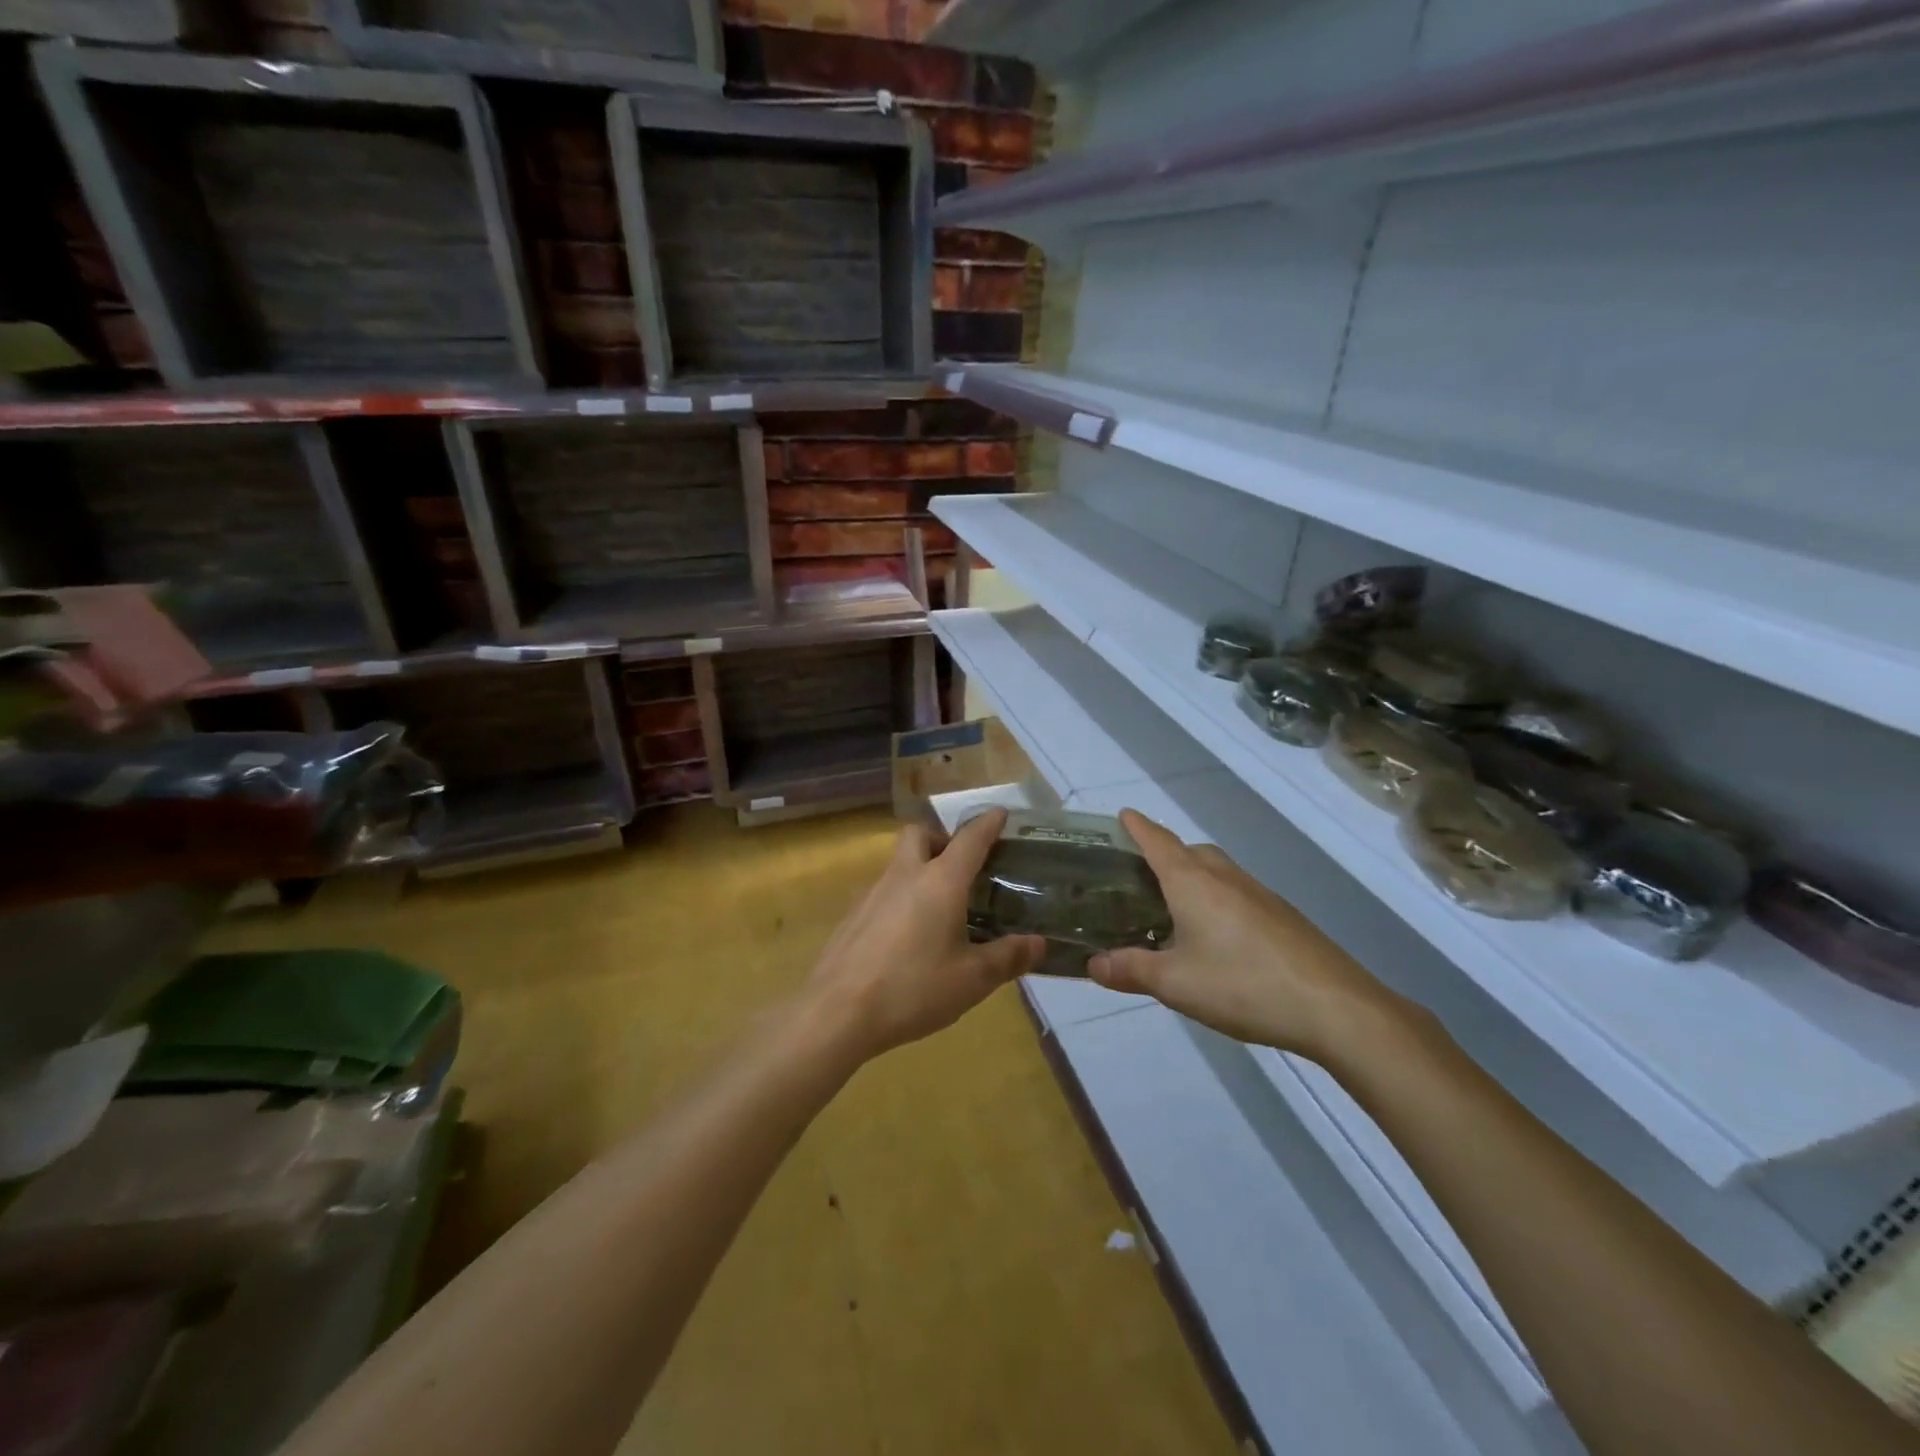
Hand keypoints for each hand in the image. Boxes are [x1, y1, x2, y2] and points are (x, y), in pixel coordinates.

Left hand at [803, 808, 1043, 1062]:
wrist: (837, 1012)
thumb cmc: (913, 989)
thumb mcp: (972, 979)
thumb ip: (1007, 958)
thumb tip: (1038, 943)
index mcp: (940, 882)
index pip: (970, 839)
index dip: (988, 823)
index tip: (1001, 813)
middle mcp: (905, 875)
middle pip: (920, 835)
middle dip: (942, 838)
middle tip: (961, 867)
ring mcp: (872, 893)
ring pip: (898, 863)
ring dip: (919, 870)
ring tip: (939, 908)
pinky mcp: (852, 916)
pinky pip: (882, 892)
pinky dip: (900, 899)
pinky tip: (906, 937)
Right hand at [1089, 810, 1404, 1057]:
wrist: (1334, 1006)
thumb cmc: (1242, 984)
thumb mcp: (1174, 983)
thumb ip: (1130, 969)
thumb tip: (1092, 964)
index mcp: (1192, 881)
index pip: (1157, 840)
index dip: (1137, 826)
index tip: (1121, 815)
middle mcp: (1224, 875)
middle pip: (1188, 851)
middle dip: (1163, 853)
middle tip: (1138, 877)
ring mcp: (1258, 893)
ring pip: (1216, 870)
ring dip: (1192, 876)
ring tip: (1172, 908)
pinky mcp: (1282, 914)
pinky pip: (1236, 892)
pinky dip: (1216, 898)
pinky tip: (1216, 936)